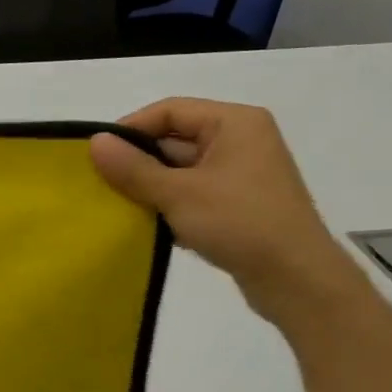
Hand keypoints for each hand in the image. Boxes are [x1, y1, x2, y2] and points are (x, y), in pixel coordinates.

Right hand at [89, 98, 361, 323]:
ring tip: (120, 206)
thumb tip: (94, 142)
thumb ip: (133, 167)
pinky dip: (170, 204)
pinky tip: (150, 224)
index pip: (170, 111)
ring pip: (181, 169)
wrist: (297, 280)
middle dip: (139, 161)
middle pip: (174, 139)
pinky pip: (193, 192)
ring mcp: (242, 173)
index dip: (131, 128)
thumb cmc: (240, 223)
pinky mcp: (239, 203)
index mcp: (234, 123)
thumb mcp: (178, 193)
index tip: (98, 155)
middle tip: (102, 184)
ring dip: (151, 186)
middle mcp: (242, 140)